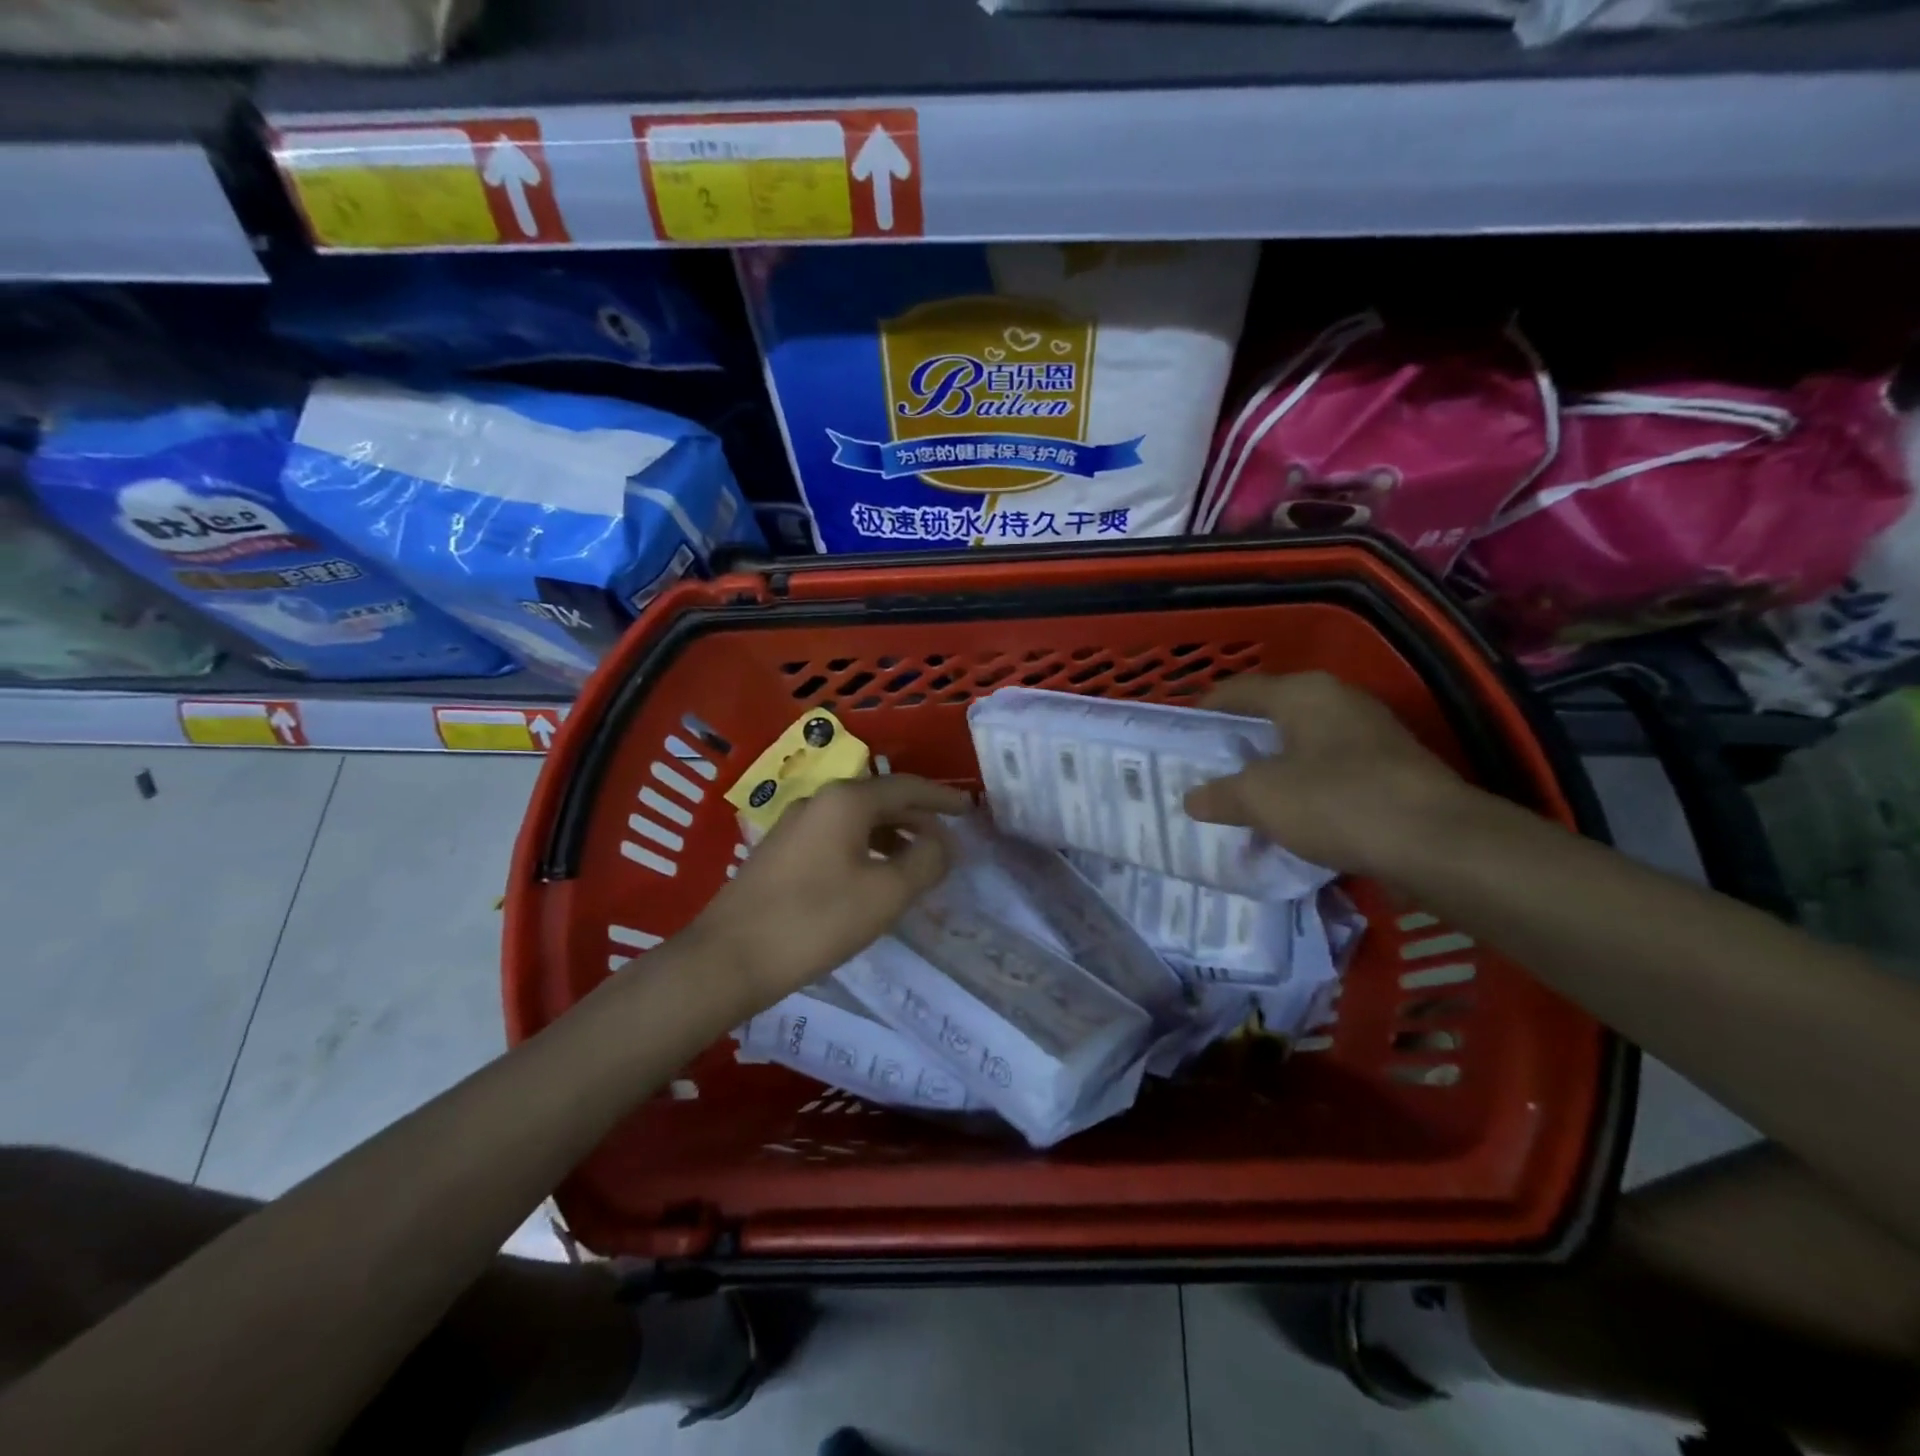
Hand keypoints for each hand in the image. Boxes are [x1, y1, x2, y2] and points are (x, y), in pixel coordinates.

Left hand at [689, 773, 970, 1006]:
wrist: (728, 958)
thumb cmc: (815, 921)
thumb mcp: (885, 894)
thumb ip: (925, 862)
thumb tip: (943, 843)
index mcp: (846, 801)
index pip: (907, 787)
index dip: (942, 799)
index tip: (969, 811)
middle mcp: (819, 801)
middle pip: (881, 799)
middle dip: (918, 818)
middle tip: (948, 841)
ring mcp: (795, 825)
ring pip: (857, 820)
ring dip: (892, 835)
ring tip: (916, 862)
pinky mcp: (780, 852)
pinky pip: (837, 837)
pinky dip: (866, 848)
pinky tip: (872, 876)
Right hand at [1183, 672, 1478, 879]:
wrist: (1438, 842)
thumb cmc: (1336, 801)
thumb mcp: (1261, 798)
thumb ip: (1220, 794)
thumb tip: (1192, 799)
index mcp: (1303, 692)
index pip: (1238, 690)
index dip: (1205, 710)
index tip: (1183, 736)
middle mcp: (1338, 700)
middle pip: (1272, 715)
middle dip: (1239, 742)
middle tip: (1208, 768)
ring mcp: (1371, 732)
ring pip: (1303, 743)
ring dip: (1273, 767)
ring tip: (1244, 795)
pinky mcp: (1393, 767)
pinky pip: (1331, 769)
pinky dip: (1305, 786)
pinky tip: (1292, 816)